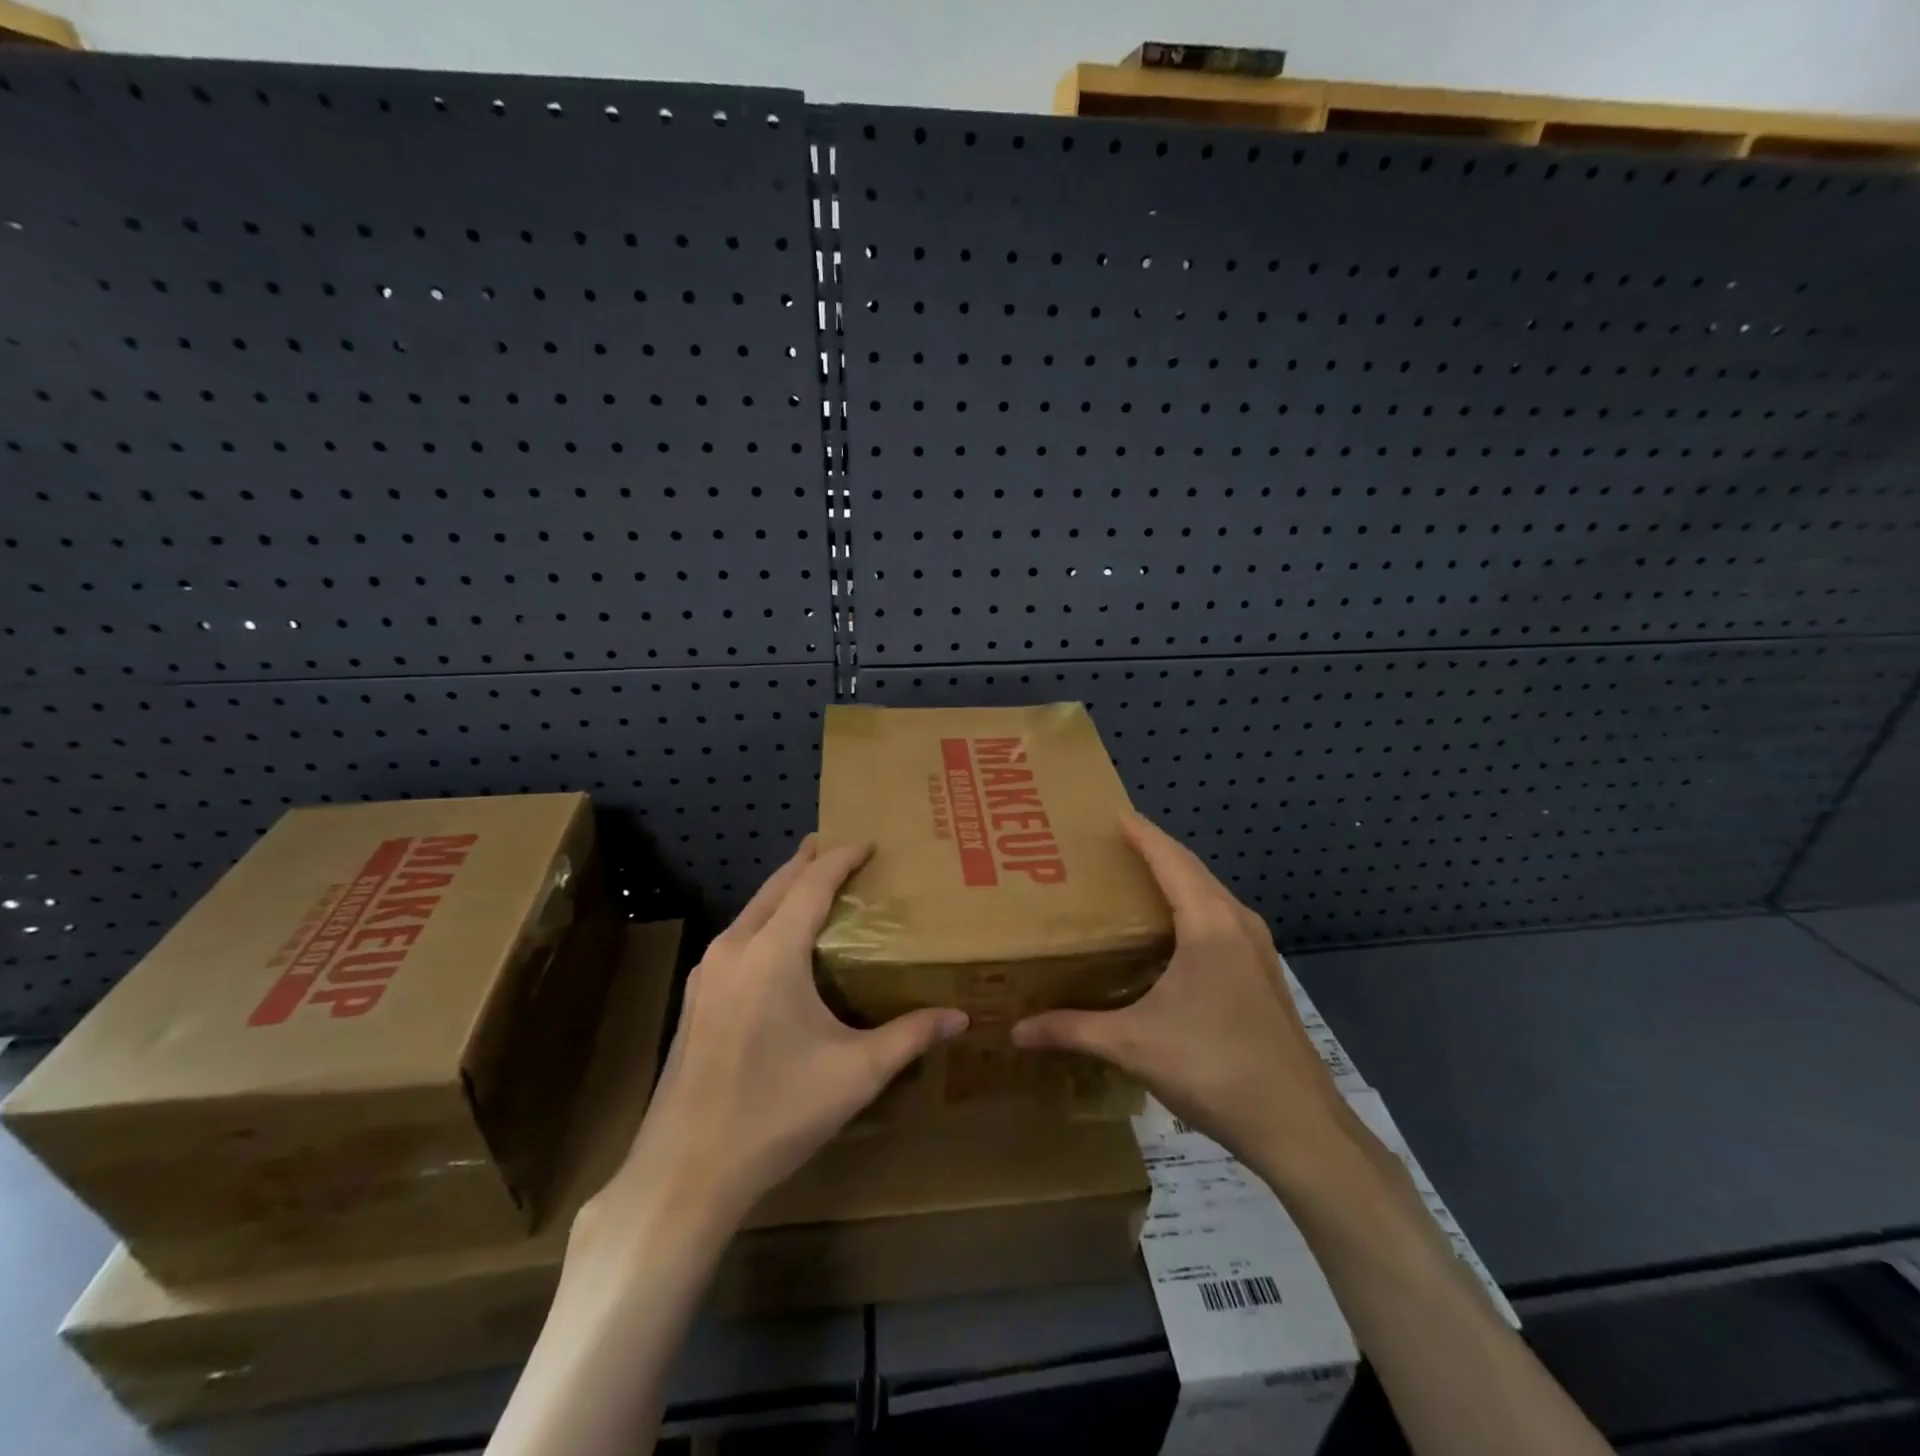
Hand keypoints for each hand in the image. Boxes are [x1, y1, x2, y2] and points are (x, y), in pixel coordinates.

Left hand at [596, 836, 969, 1231]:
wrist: (684, 1172)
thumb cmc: (775, 1114)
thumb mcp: (854, 1074)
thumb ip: (910, 1037)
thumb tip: (961, 1018)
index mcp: (772, 954)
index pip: (812, 884)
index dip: (842, 858)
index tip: (870, 842)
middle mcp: (734, 949)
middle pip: (777, 886)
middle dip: (810, 861)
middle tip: (843, 849)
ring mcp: (707, 973)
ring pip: (753, 909)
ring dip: (786, 889)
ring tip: (816, 884)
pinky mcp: (696, 997)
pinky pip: (738, 935)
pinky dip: (766, 918)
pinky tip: (781, 942)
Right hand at [1013, 814, 1353, 1184]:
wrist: (1298, 1126)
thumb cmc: (1213, 1068)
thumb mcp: (1133, 1045)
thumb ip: (1073, 1030)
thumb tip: (1016, 1032)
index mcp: (1209, 924)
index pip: (1170, 860)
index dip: (1141, 834)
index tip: (1114, 813)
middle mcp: (1238, 924)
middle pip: (1193, 870)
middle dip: (1156, 851)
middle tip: (1114, 843)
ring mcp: (1258, 949)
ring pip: (1211, 895)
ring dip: (1177, 879)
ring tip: (1137, 879)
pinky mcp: (1264, 974)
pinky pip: (1222, 920)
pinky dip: (1193, 907)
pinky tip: (1172, 933)